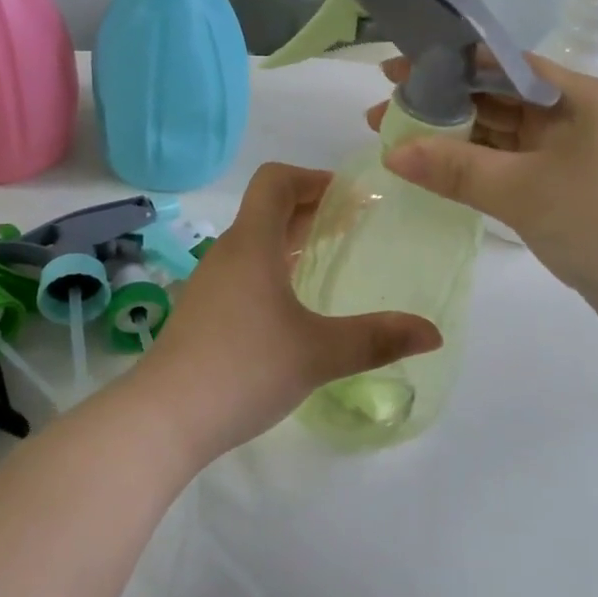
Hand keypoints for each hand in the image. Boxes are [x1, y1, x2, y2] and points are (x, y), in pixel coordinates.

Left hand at [135, 162, 441, 462]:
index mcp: (252, 244)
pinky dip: (275, 268)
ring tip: (331, 257)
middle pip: (268, 209)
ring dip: (293, 239)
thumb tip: (433, 334)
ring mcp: (211, 283)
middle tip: (356, 225)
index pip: (276, 181)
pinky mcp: (204, 313)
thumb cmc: (244, 368)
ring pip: (256, 242)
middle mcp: (228, 253)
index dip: (313, 178)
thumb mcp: (318, 353)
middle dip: (313, 209)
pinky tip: (295, 304)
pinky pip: (245, 271)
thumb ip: (377, 339)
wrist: (164, 418)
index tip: (351, 197)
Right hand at [367, 55, 597, 341]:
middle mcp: (569, 116)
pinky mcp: (562, 190)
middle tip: (384, 113)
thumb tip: (391, 152)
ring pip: (498, 135)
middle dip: (440, 104)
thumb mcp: (524, 190)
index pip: (498, 63)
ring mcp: (567, 155)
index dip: (445, 63)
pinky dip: (474, 168)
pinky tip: (437, 171)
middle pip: (494, 98)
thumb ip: (455, 168)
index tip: (396, 72)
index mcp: (572, 95)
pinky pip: (507, 167)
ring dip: (453, 138)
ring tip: (398, 143)